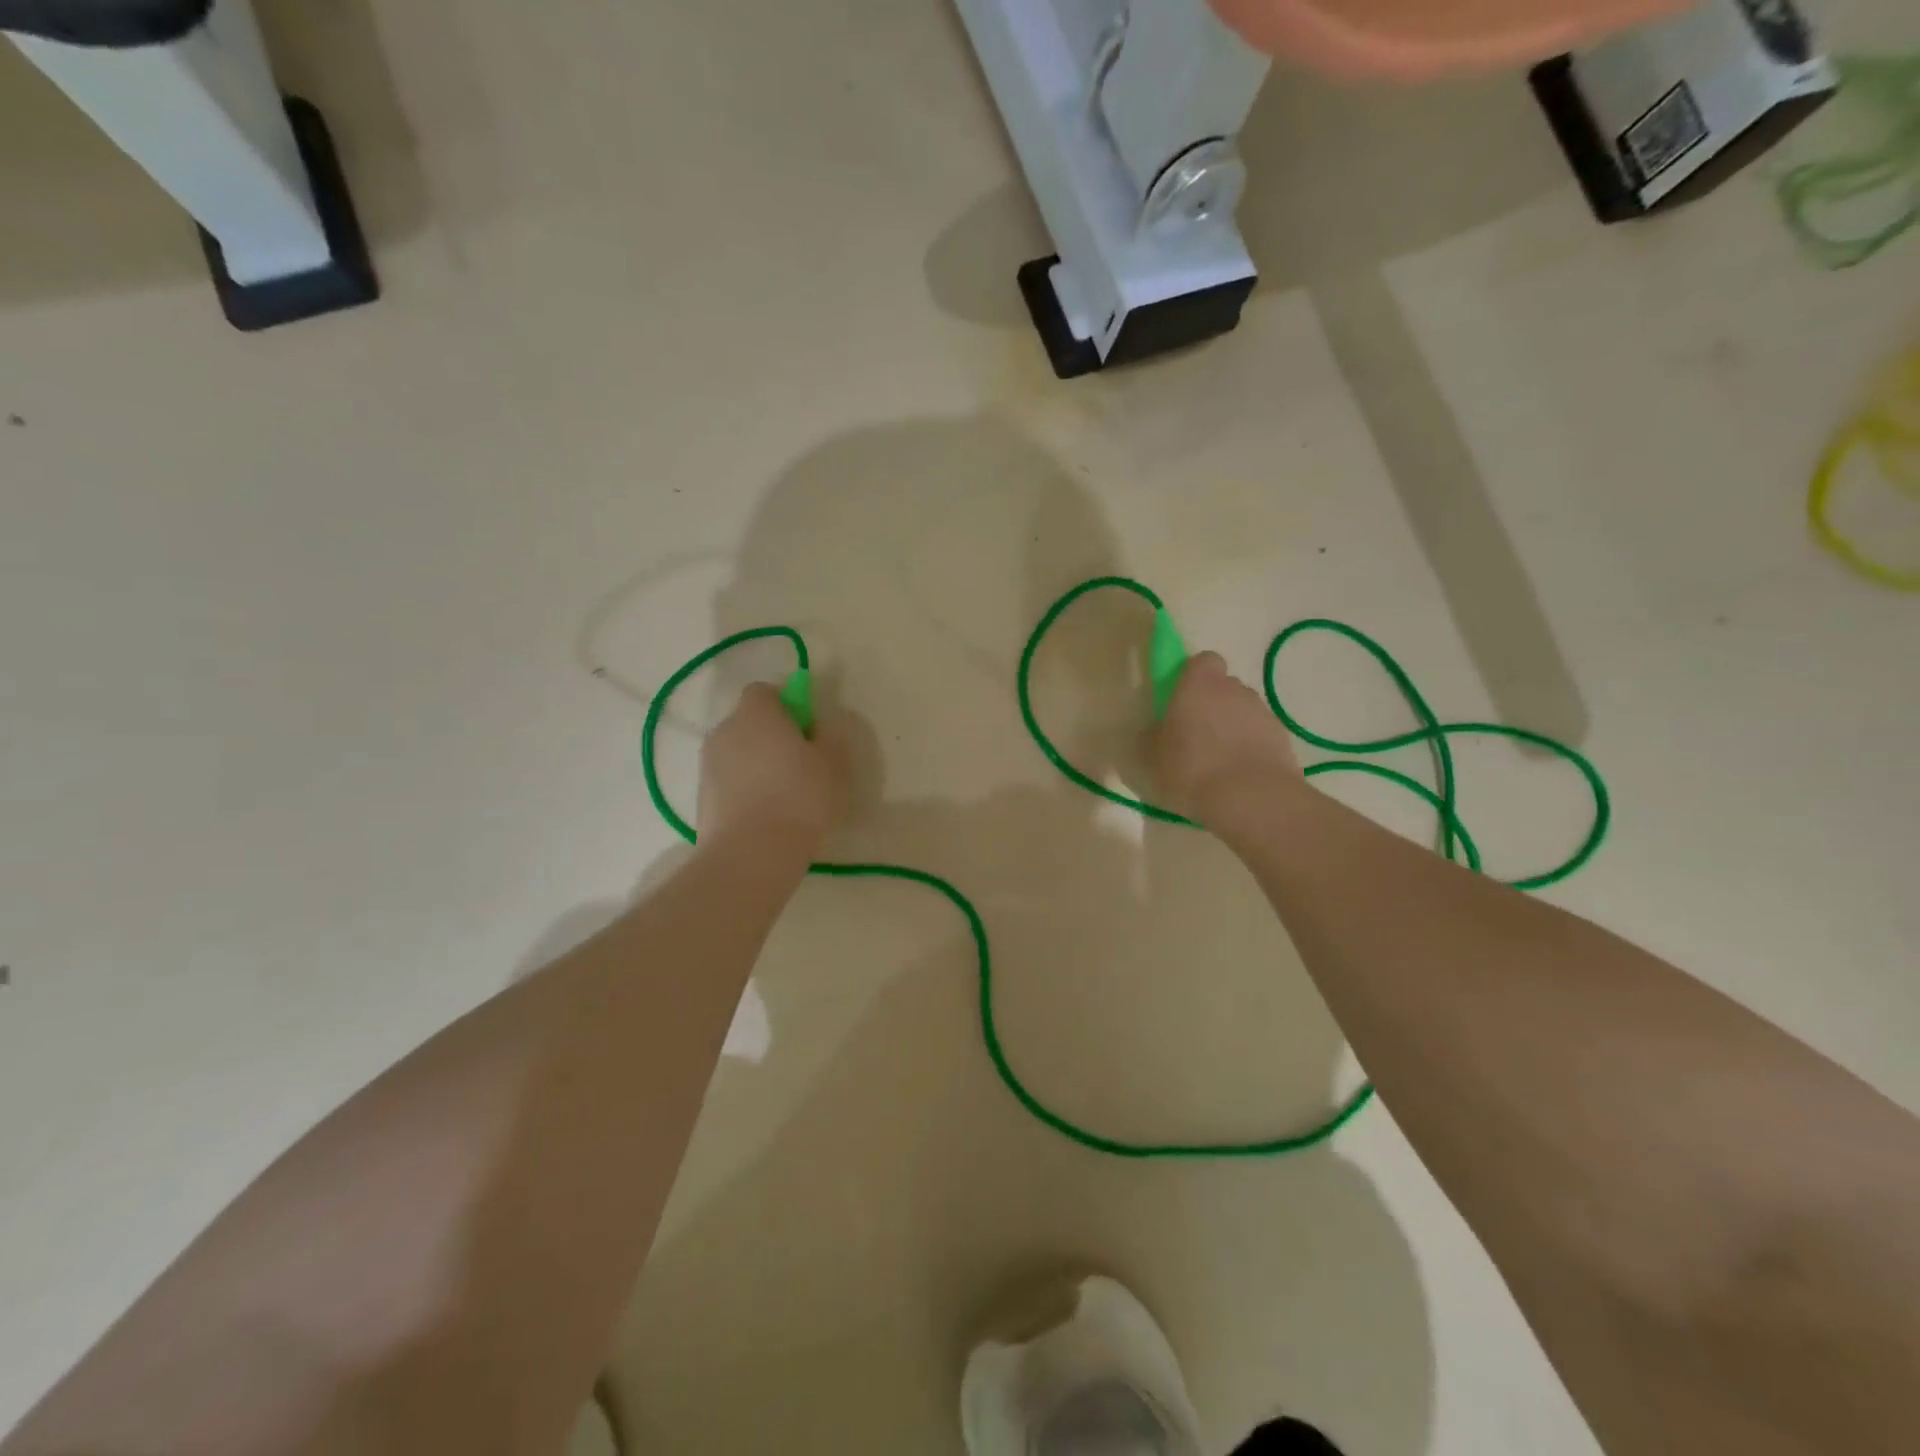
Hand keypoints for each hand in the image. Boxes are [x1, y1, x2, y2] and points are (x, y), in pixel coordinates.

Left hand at [697, 683, 846, 855]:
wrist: (752, 853)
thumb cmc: (800, 797)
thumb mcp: (833, 762)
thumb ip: (828, 735)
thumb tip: (817, 727)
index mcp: (755, 713)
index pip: (764, 691)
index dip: (786, 705)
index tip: (807, 730)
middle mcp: (725, 731)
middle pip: (749, 722)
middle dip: (771, 736)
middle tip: (801, 764)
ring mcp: (708, 765)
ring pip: (738, 754)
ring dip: (757, 765)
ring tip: (784, 796)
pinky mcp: (702, 798)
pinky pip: (729, 783)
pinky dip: (745, 791)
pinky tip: (766, 816)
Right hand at [1152, 652, 1300, 821]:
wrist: (1252, 800)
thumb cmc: (1191, 770)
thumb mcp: (1151, 758)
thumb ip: (1152, 736)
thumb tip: (1157, 729)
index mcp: (1199, 684)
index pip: (1203, 661)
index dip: (1193, 677)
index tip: (1181, 701)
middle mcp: (1235, 689)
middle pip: (1224, 687)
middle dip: (1212, 705)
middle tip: (1196, 736)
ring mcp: (1263, 713)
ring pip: (1243, 712)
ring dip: (1232, 728)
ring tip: (1219, 763)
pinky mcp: (1283, 739)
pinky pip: (1260, 736)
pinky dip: (1251, 749)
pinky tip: (1239, 777)